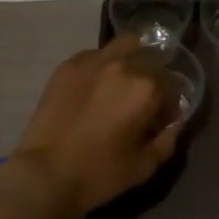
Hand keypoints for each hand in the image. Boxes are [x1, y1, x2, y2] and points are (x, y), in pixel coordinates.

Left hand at [12, 36, 182, 217]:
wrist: (44, 174)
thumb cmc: (99, 173)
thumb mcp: (144, 166)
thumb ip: (167, 140)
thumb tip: (174, 124)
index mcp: (146, 87)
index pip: (172, 84)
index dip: (170, 105)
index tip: (161, 120)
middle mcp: (123, 64)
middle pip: (152, 58)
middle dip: (154, 77)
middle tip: (144, 100)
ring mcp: (93, 60)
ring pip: (125, 45)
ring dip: (132, 59)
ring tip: (123, 83)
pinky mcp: (69, 65)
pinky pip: (96, 55)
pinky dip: (103, 66)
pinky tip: (95, 88)